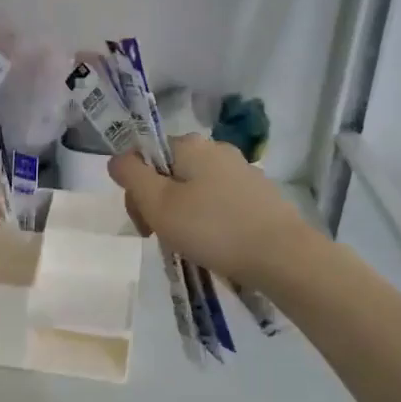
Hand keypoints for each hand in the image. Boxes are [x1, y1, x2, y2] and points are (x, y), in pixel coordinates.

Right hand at [108, 135, 316, 288]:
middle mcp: (217, 149)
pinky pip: (220, 203)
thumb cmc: (212, 229)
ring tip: (190, 246)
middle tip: (162, 238)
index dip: (135, 190)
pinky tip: (216, 246)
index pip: (145, 157)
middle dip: (158, 204)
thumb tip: (118, 159)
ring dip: (183, 215)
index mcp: (190, 145)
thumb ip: (131, 176)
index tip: (144, 223)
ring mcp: (243, 172)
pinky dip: (210, 222)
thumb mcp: (158, 204)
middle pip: (170, 173)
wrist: (283, 256)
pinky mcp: (260, 196)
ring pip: (195, 190)